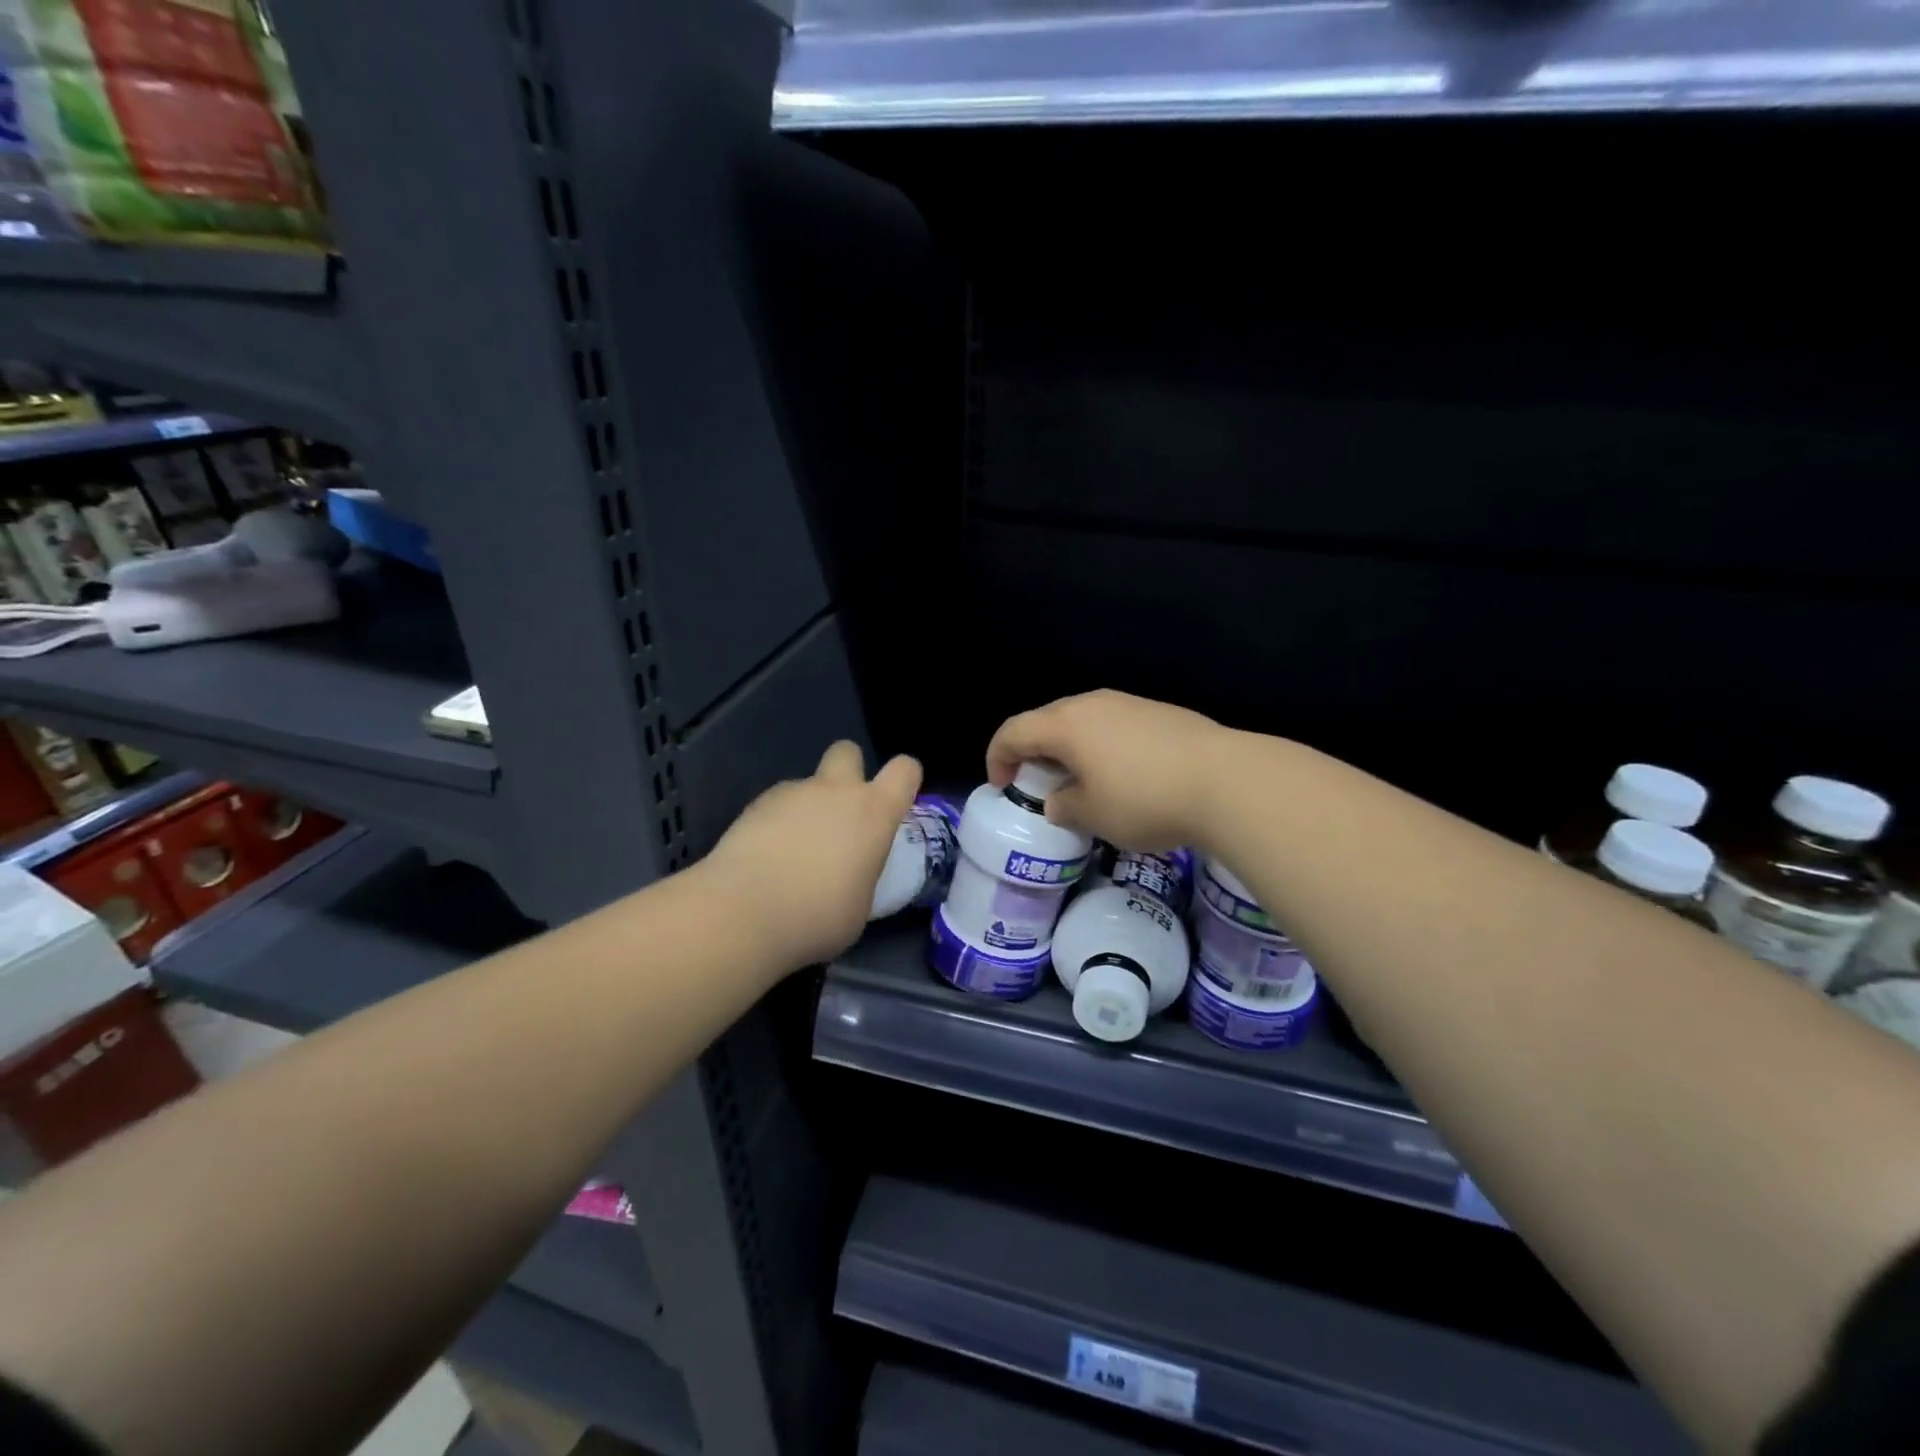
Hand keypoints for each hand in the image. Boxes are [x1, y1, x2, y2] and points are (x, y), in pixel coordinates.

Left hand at [705, 740, 921, 970]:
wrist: (744, 912)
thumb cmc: (819, 916)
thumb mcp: (860, 904)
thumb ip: (861, 873)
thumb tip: (848, 874)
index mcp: (872, 812)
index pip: (905, 770)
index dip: (904, 779)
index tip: (895, 803)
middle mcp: (834, 791)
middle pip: (848, 751)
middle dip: (848, 770)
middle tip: (840, 813)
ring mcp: (791, 793)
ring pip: (807, 785)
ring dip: (806, 808)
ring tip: (792, 854)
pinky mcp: (754, 805)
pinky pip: (775, 805)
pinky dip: (775, 824)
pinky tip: (764, 859)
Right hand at [986, 689, 1228, 850]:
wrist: (1227, 780)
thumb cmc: (1145, 799)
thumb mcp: (1093, 815)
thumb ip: (1064, 806)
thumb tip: (1059, 800)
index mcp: (1066, 724)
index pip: (1014, 731)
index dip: (998, 757)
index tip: (1003, 785)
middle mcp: (1094, 703)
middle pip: (1047, 720)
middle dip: (1033, 750)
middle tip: (1037, 782)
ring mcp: (1130, 703)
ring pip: (1084, 720)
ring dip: (1070, 748)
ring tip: (1080, 780)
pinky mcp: (1161, 712)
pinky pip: (1114, 725)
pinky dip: (1102, 746)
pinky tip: (1121, 774)